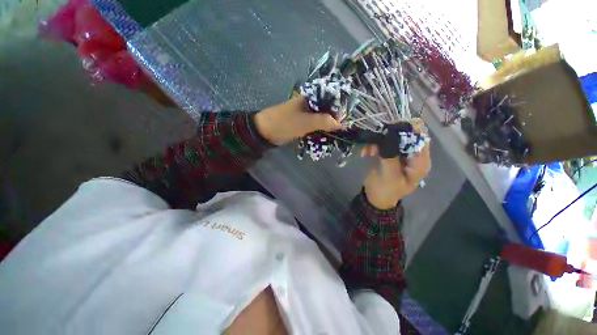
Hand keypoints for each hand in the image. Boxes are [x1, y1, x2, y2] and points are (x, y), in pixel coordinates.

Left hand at [254, 97, 343, 145]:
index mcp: (311, 98)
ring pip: (321, 118)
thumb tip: (341, 124)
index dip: (338, 110)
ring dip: (327, 126)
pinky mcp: (302, 122)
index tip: (342, 122)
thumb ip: (324, 121)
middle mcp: (310, 103)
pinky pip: (314, 125)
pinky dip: (319, 130)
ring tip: (333, 135)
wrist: (265, 130)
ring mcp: (305, 113)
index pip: (331, 100)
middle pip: (327, 109)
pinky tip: (324, 136)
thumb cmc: (285, 123)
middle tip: (338, 131)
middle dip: (333, 119)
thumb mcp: (306, 122)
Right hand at [362, 137, 430, 209]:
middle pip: (405, 137)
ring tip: (367, 150)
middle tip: (375, 137)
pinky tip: (365, 153)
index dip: (408, 131)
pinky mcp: (389, 156)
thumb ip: (391, 156)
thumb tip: (388, 136)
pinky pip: (382, 145)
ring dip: (378, 143)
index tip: (391, 127)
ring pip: (391, 140)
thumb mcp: (390, 176)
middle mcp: (412, 156)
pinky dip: (373, 147)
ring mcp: (400, 155)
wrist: (374, 197)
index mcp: (419, 162)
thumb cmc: (385, 190)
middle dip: (389, 136)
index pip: (420, 140)